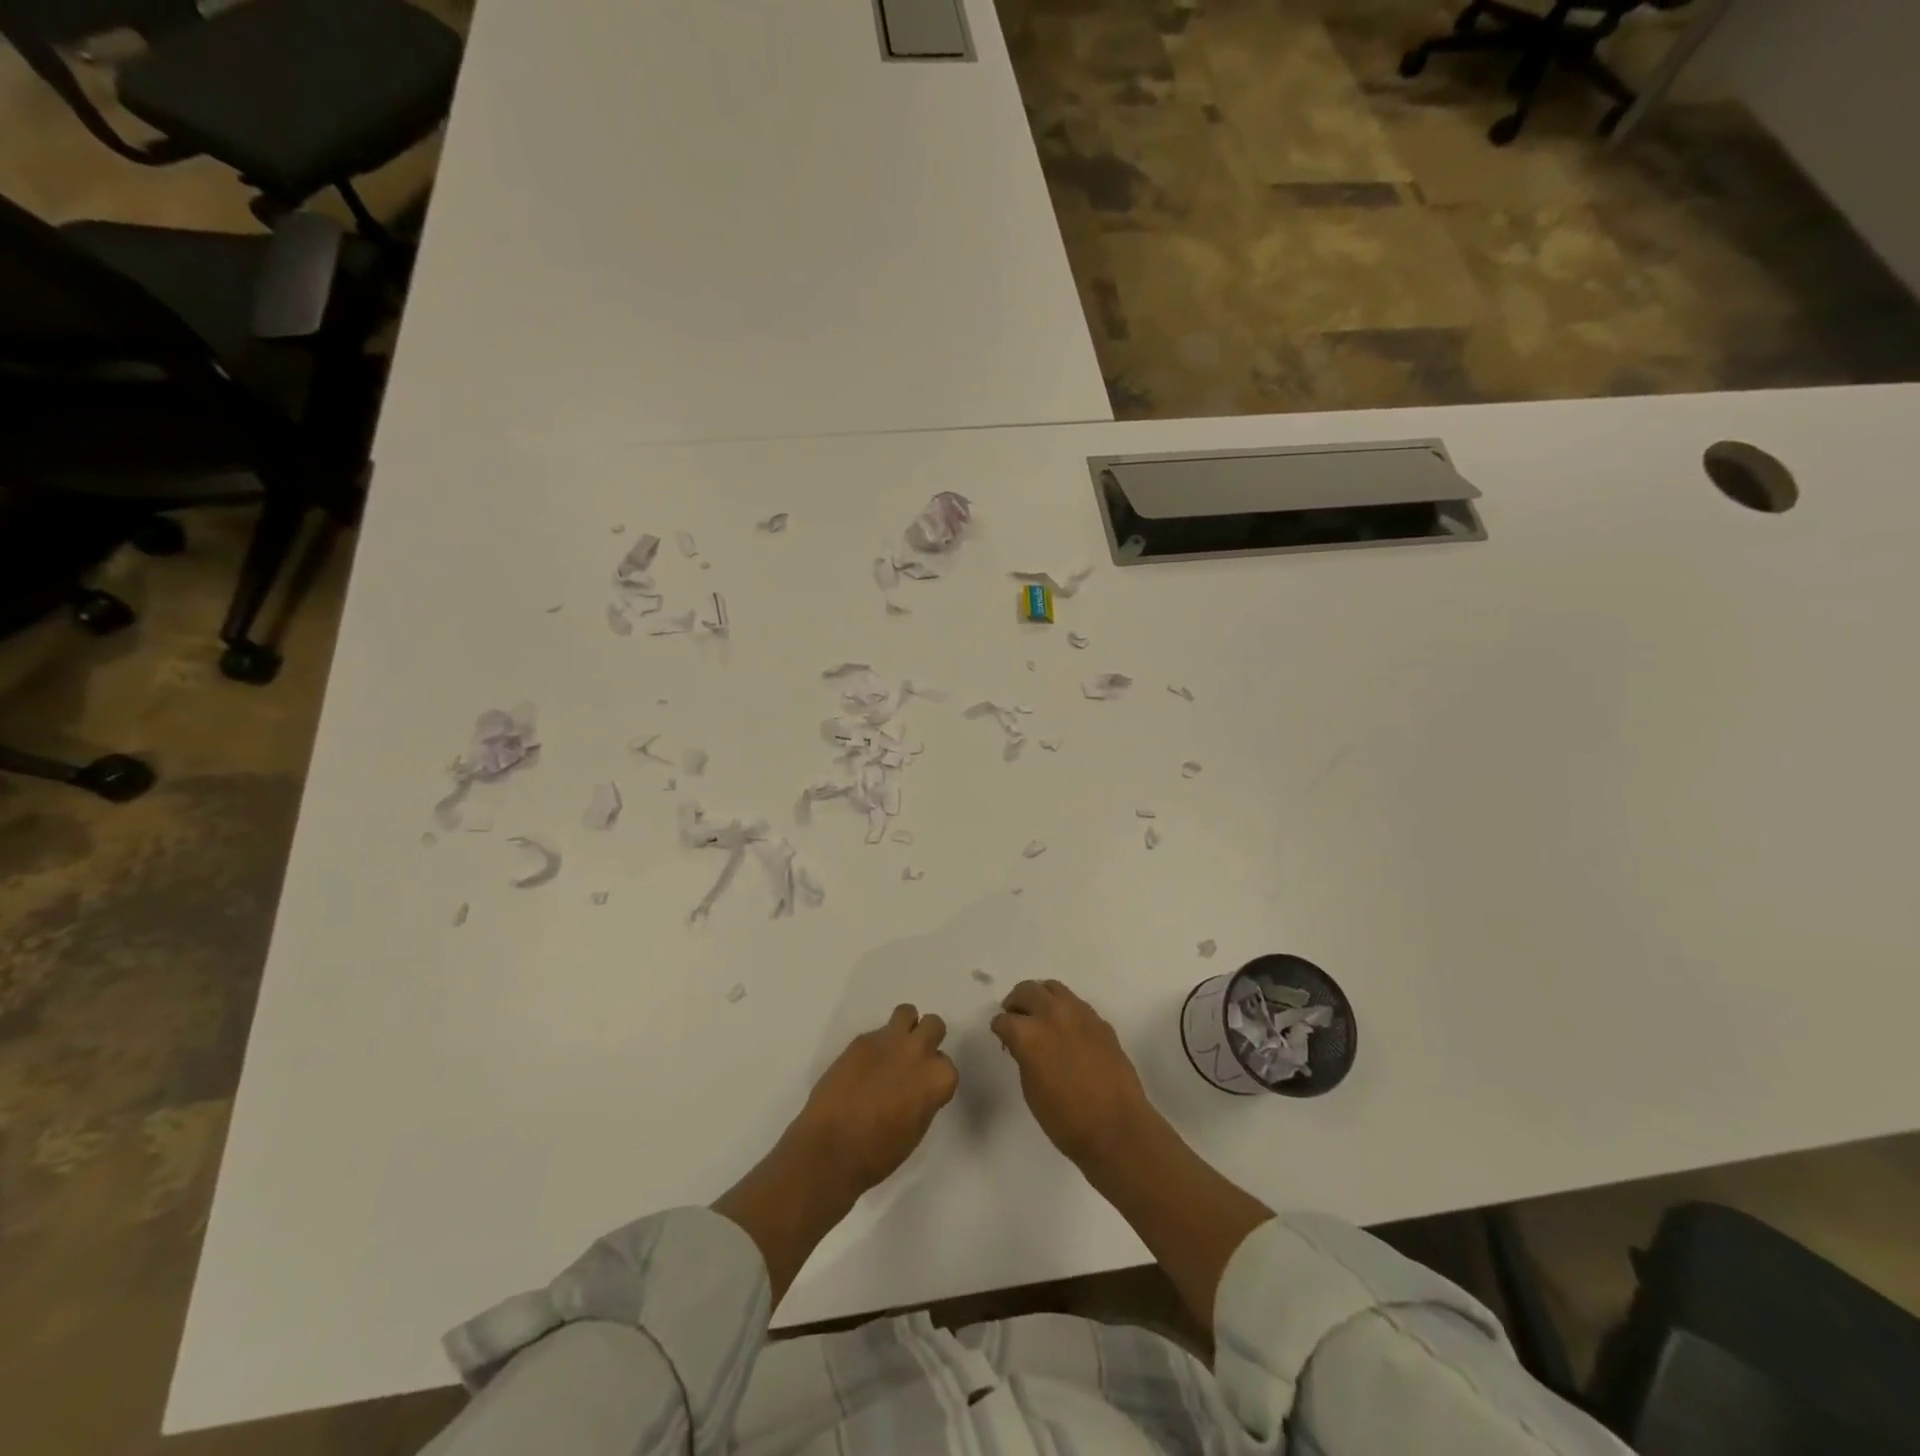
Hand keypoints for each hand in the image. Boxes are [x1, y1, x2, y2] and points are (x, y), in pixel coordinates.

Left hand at [789, 1004, 958, 1194]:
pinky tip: (862, 1068)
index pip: (947, 1064)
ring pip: (907, 1012)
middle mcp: (918, 1052)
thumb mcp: (916, 1129)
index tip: (922, 1089)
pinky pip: (876, 1032)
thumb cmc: (879, 1152)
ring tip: (890, 1051)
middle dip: (926, 1039)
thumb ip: (924, 1097)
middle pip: (933, 1025)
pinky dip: (874, 1046)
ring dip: (903, 1028)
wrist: (832, 1149)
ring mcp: (888, 1041)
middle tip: (911, 1061)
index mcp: (937, 1078)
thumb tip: (917, 1087)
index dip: (934, 1076)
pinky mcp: (861, 1039)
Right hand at [992, 979, 1157, 1169]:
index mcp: (1029, 1034)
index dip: (1000, 1029)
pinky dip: (1064, 1009)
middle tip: (1016, 1017)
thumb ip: (1024, 1056)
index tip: (1002, 1037)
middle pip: (1026, 990)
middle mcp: (1052, 1015)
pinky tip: (1066, 1029)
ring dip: (1041, 997)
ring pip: (1053, 988)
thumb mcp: (1030, 1090)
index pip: (1004, 1020)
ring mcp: (1080, 1014)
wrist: (1117, 1128)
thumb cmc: (1066, 1119)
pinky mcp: (1100, 1021)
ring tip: (1040, 1015)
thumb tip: (1023, 1045)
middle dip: (1016, 1002)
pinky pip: (1076, 1003)